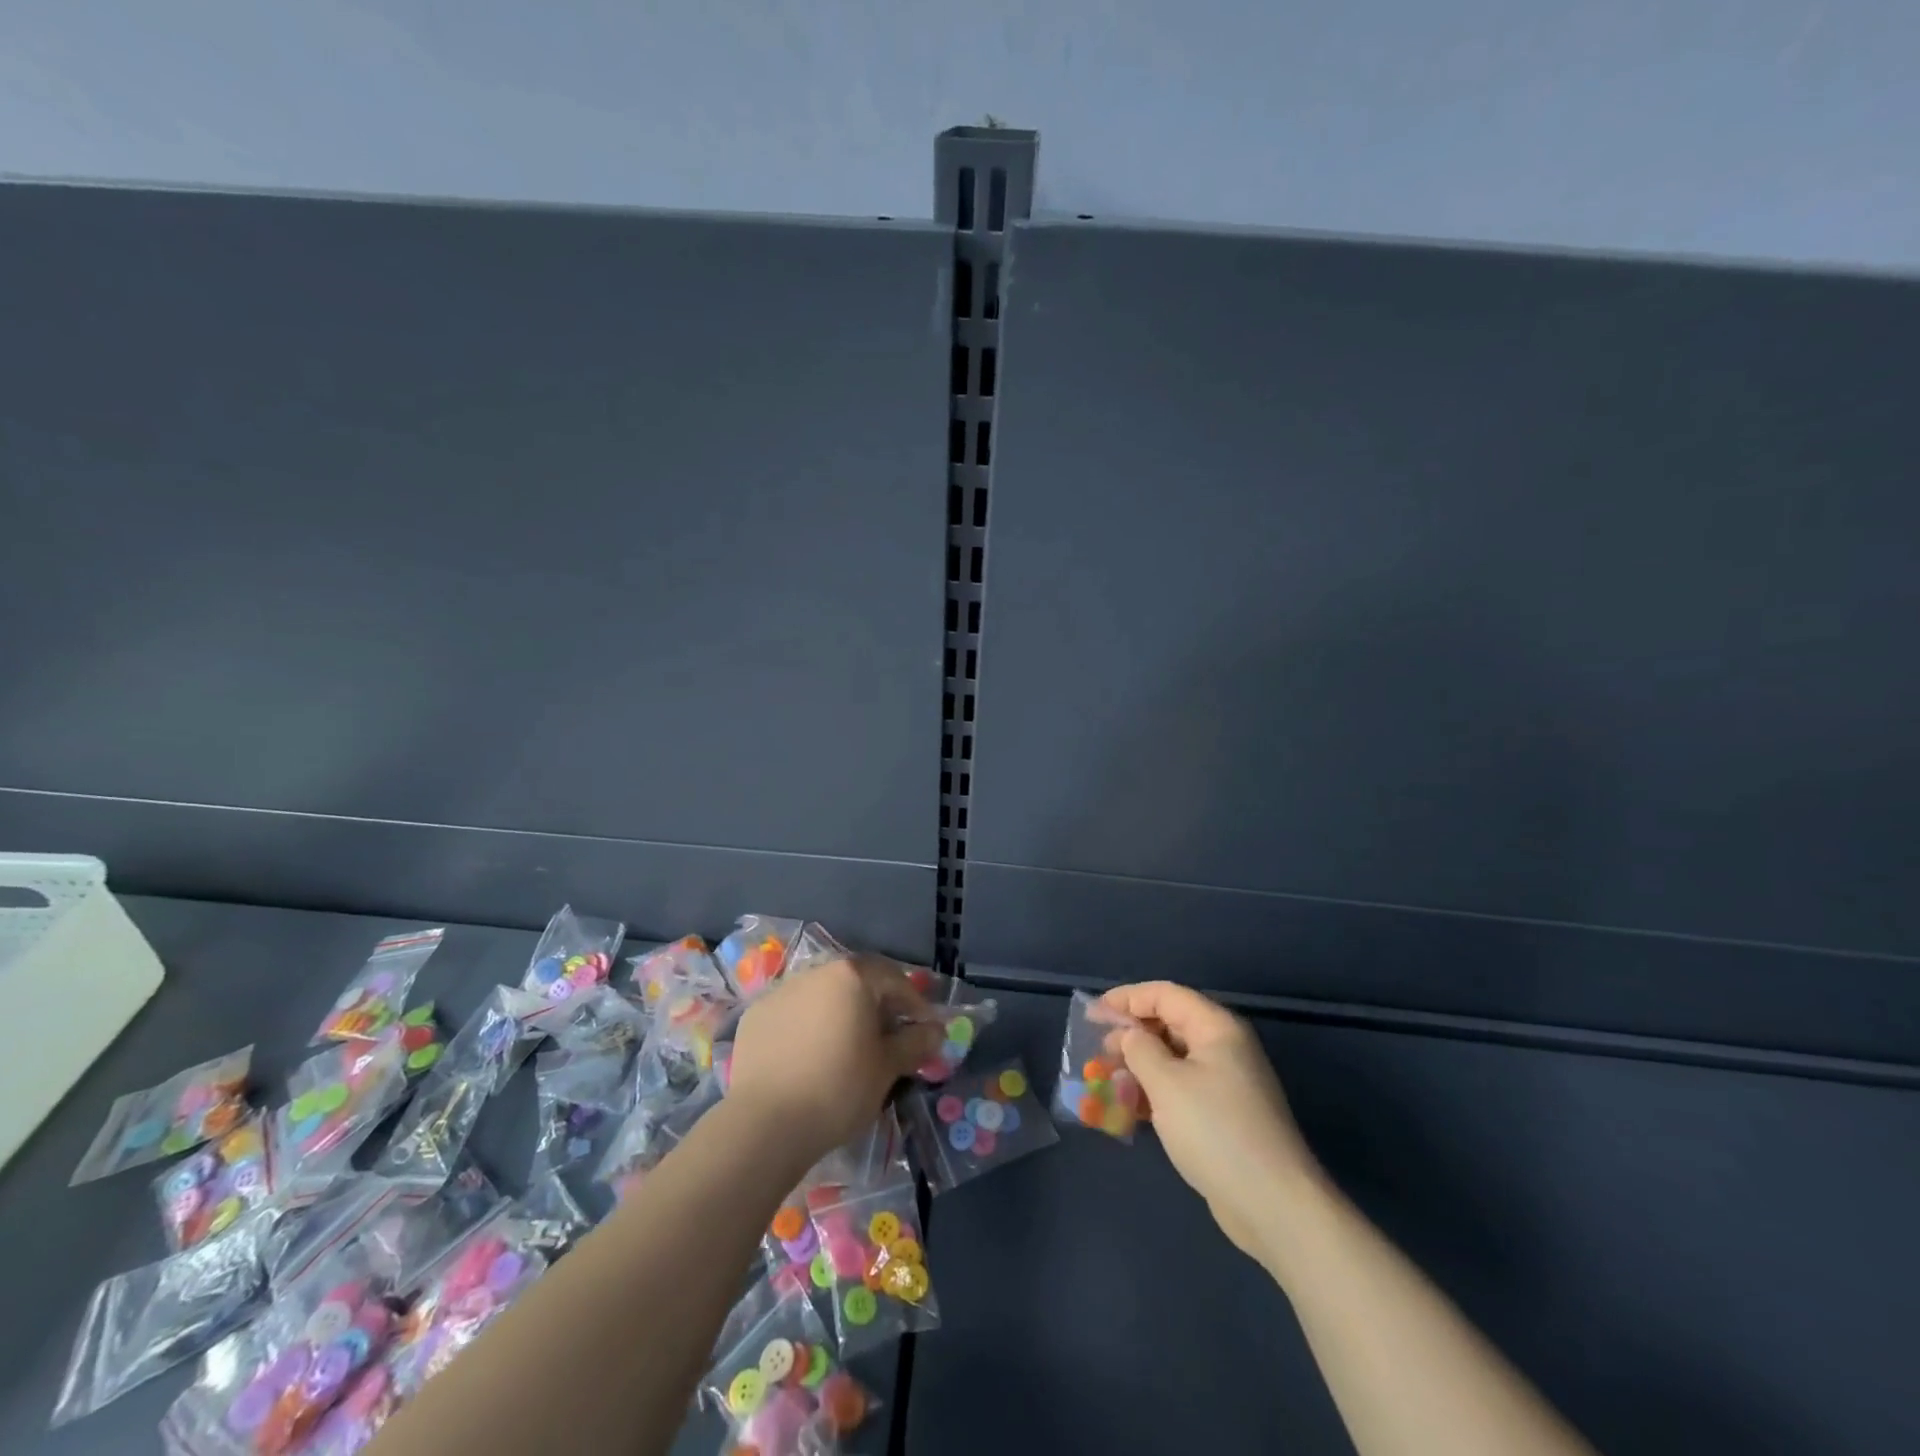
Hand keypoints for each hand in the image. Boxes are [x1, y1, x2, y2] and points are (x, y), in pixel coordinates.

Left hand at [728, 955, 942, 1163]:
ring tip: (847, 1049)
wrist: (765, 1123)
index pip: (894, 980)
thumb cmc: (838, 1088)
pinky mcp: (755, 1016)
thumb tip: (936, 1031)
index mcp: (851, 976)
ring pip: (822, 997)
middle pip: (856, 982)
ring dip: (840, 1015)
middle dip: (876, 1006)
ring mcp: (780, 992)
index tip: (924, 1030)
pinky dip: (807, 1028)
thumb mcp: (887, 1067)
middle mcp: (815, 972)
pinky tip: (810, 1058)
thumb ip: (914, 1043)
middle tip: (888, 1039)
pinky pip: (793, 1015)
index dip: (914, 1004)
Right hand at [1103, 981, 1322, 1266]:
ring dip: (1139, 1066)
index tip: (1092, 1014)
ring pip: (1173, 1059)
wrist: (1273, 1205)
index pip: (1164, 995)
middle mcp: (1224, 1047)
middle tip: (1097, 1051)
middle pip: (1169, 1024)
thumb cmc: (1216, 1131)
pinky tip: (1130, 1109)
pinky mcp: (1223, 1115)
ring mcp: (1226, 1083)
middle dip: (1131, 1034)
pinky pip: (1181, 1089)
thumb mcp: (1166, 1083)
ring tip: (1107, 1081)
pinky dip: (1154, 1093)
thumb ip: (1139, 1049)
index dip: (1126, 999)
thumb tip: (1128, 1035)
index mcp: (1216, 1028)